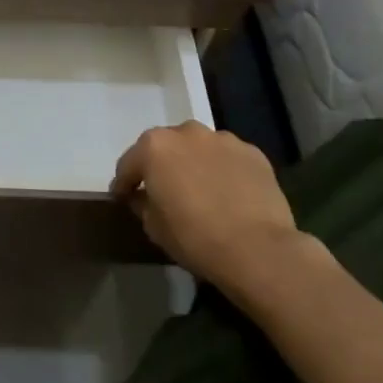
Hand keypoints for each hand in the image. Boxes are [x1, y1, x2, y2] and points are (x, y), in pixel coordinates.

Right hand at [110, 121, 314, 305]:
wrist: (258, 250)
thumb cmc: (195, 238)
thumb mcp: (154, 228)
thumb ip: (142, 204)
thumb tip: (142, 197)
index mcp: (154, 147)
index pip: (129, 164)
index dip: (124, 183)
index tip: (123, 198)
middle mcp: (186, 132)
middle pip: (166, 148)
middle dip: (162, 166)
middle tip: (165, 191)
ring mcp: (222, 139)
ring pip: (199, 148)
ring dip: (195, 164)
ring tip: (202, 190)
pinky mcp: (253, 153)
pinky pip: (229, 159)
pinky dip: (224, 170)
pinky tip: (230, 193)